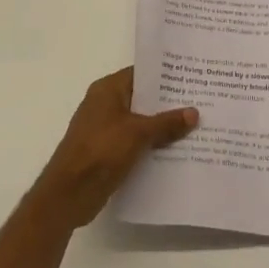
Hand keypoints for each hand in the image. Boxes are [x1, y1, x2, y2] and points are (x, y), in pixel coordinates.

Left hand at [32, 67, 198, 228]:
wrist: (69, 193)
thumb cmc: (101, 151)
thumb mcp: (138, 133)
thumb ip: (166, 122)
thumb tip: (194, 112)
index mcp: (108, 89)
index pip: (141, 73)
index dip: (165, 76)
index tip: (191, 77)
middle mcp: (105, 104)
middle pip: (142, 98)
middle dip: (168, 103)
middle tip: (199, 102)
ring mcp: (105, 129)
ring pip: (140, 122)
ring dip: (162, 126)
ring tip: (194, 127)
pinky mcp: (107, 151)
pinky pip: (135, 142)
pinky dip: (152, 145)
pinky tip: (176, 151)